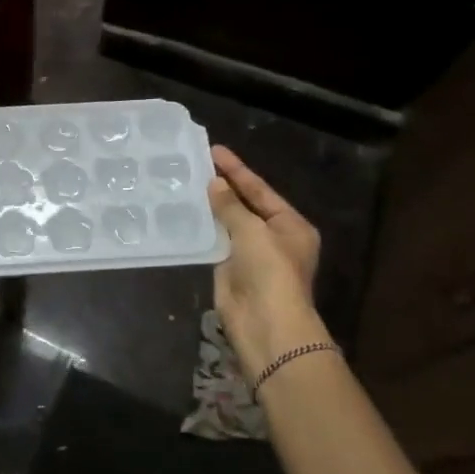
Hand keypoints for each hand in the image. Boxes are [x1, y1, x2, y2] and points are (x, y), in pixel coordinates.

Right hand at [207, 145, 329, 379]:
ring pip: (228, 223)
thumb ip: (231, 206)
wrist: (266, 324)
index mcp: (291, 225)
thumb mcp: (252, 231)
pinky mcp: (230, 269)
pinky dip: (202, 228)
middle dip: (223, 186)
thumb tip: (213, 183)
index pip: (260, 190)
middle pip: (245, 204)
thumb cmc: (269, 271)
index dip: (237, 169)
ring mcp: (251, 254)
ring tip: (185, 183)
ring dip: (210, 206)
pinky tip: (183, 212)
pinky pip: (215, 242)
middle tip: (196, 163)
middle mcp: (273, 237)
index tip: (214, 150)